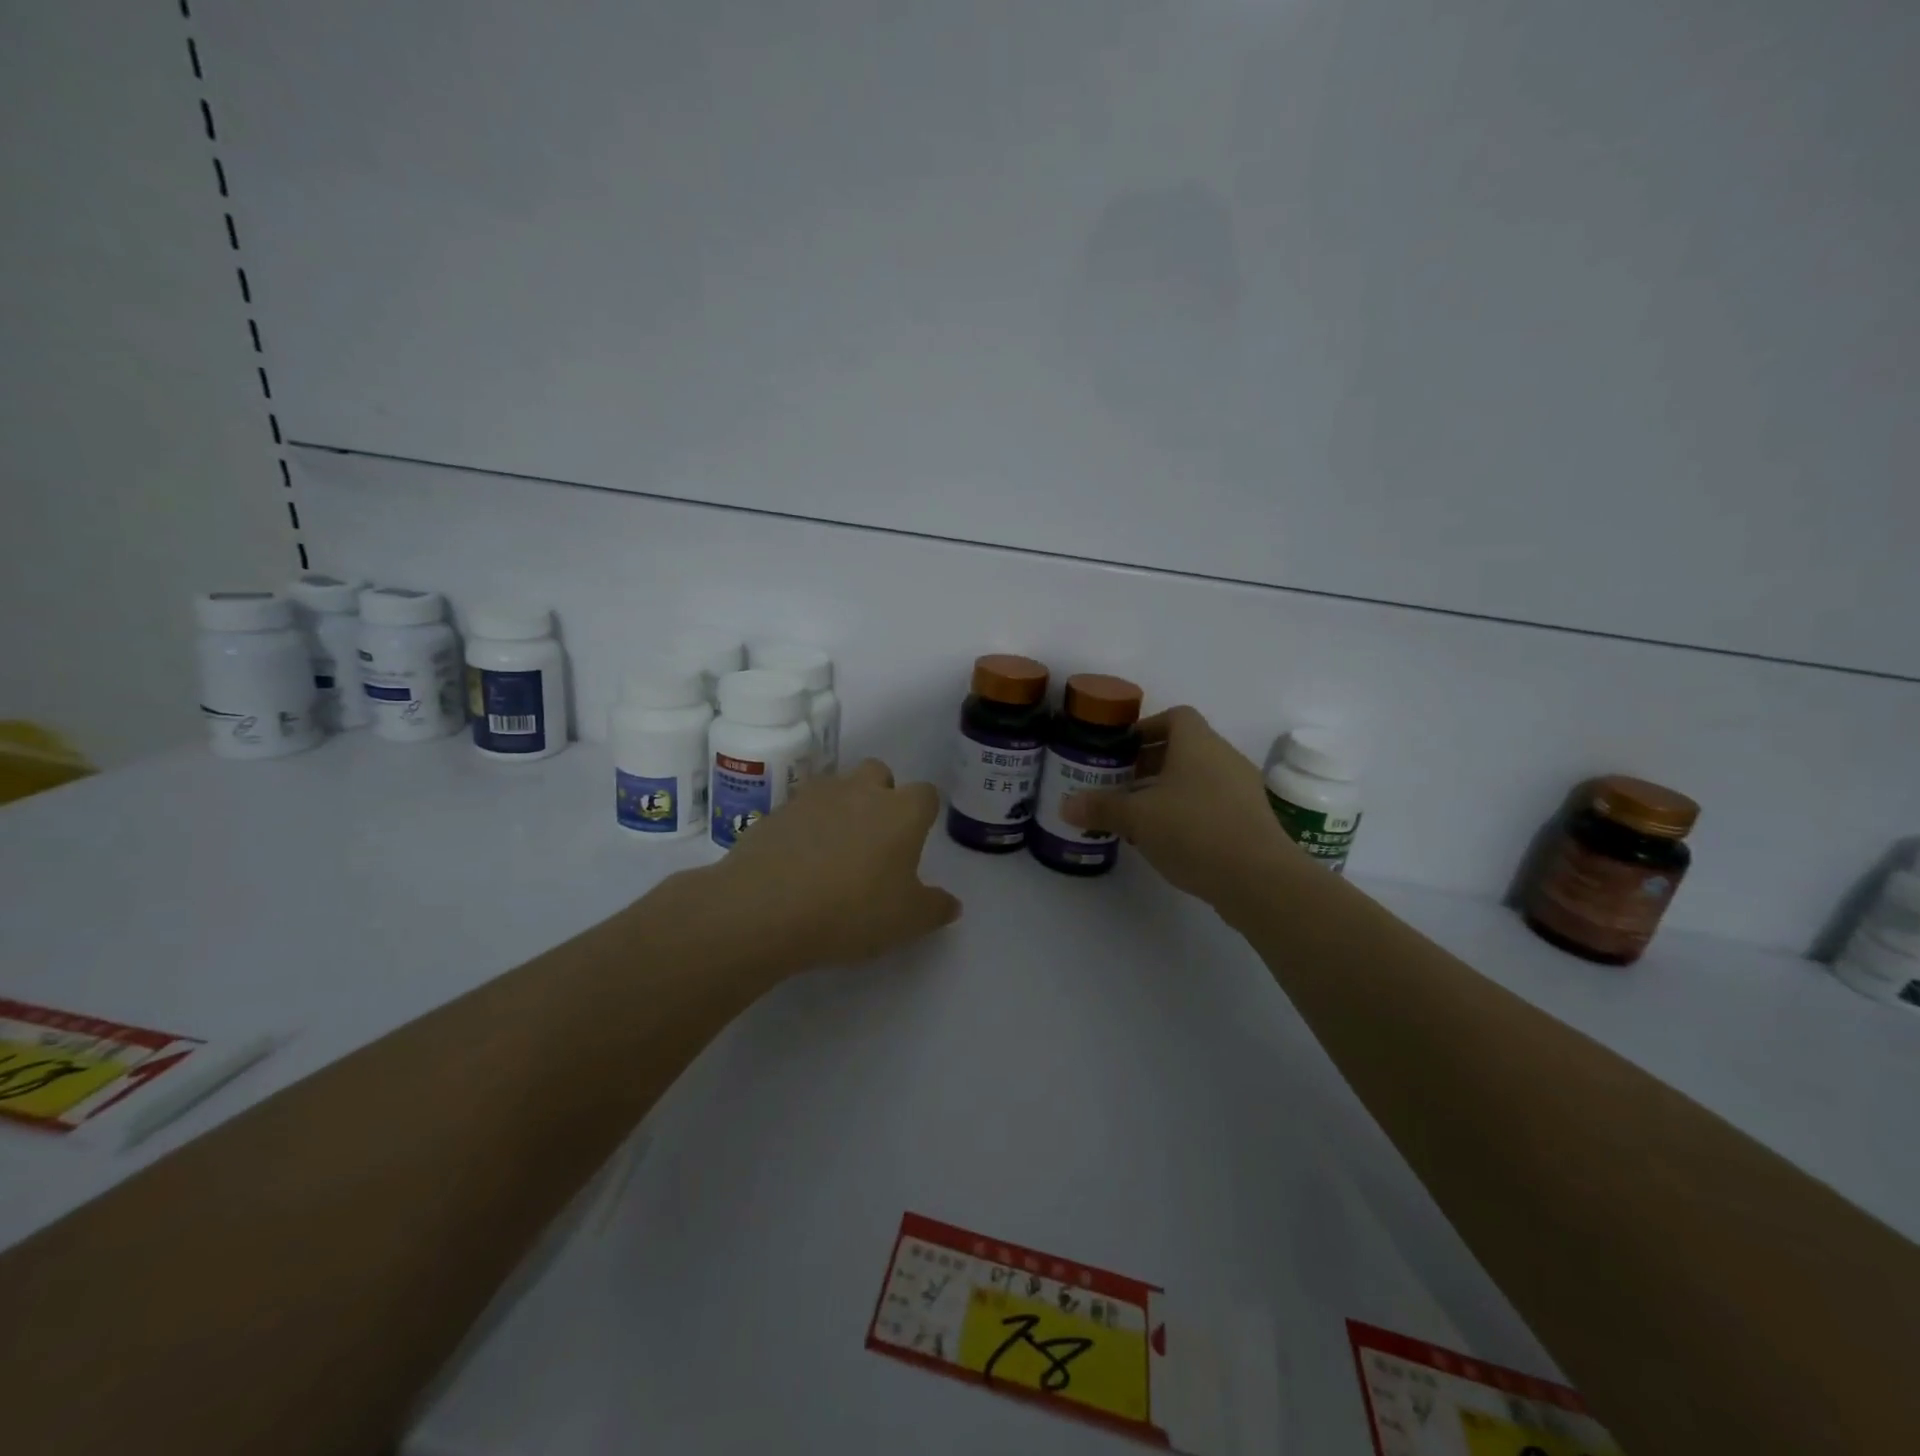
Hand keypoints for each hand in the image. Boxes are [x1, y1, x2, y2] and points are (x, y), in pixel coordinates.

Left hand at [706, 759, 961, 971]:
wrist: (766, 908)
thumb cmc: (852, 911)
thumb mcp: (907, 921)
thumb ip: (935, 908)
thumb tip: (951, 903)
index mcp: (901, 812)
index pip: (926, 794)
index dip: (923, 814)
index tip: (915, 841)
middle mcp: (861, 791)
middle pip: (879, 773)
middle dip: (881, 795)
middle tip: (875, 838)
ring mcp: (815, 796)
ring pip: (838, 785)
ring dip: (842, 805)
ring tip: (834, 848)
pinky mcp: (776, 810)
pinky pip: (801, 808)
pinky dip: (805, 825)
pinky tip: (798, 859)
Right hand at [1061, 705, 1298, 907]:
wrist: (1259, 879)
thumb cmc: (1193, 830)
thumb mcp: (1137, 818)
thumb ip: (1101, 808)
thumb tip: (1066, 805)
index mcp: (1198, 743)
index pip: (1175, 717)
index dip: (1147, 728)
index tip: (1122, 751)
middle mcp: (1224, 757)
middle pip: (1185, 748)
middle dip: (1150, 764)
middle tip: (1121, 785)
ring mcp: (1242, 789)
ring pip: (1198, 778)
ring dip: (1168, 790)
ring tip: (1139, 816)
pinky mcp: (1251, 820)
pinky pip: (1213, 803)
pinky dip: (1189, 812)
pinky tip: (1169, 840)